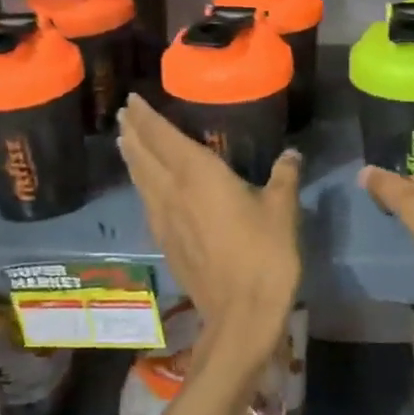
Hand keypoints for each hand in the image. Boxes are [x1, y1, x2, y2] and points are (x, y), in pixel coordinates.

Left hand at [117, 94, 302, 362]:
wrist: (241, 313)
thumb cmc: (264, 253)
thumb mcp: (282, 209)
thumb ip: (284, 176)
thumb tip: (291, 154)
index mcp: (198, 175)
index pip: (163, 137)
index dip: (146, 117)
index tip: (131, 100)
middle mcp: (173, 192)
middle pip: (144, 156)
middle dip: (133, 132)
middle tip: (123, 115)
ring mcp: (165, 220)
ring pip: (141, 180)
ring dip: (132, 157)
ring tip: (126, 142)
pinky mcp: (166, 243)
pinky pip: (147, 202)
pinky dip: (141, 185)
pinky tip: (146, 188)